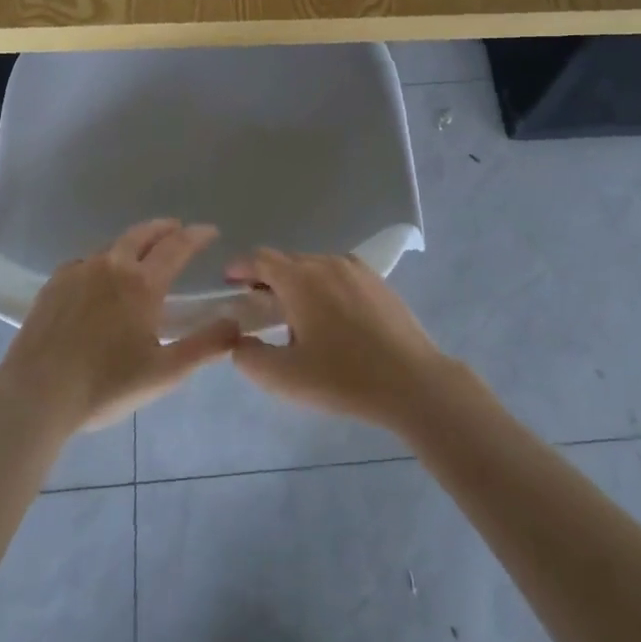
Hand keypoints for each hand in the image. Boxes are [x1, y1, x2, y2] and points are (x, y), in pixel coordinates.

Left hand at [0, 219, 240, 434]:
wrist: (36, 394)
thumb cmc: (105, 385)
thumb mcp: (165, 373)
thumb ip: (206, 347)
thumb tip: (235, 323)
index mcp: (142, 283)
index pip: (177, 247)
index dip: (196, 236)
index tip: (210, 231)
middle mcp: (111, 266)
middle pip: (142, 234)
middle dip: (164, 228)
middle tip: (178, 229)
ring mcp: (78, 271)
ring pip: (113, 246)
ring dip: (134, 242)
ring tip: (142, 252)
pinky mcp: (53, 285)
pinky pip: (86, 262)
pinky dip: (103, 260)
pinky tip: (99, 276)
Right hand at [225, 249, 453, 432]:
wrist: (413, 382)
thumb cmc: (343, 378)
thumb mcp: (285, 378)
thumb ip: (250, 358)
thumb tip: (239, 342)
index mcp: (301, 279)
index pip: (260, 259)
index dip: (240, 267)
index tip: (228, 282)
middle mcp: (327, 263)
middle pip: (287, 261)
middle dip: (267, 278)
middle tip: (258, 306)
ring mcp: (356, 269)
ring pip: (315, 266)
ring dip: (297, 283)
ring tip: (295, 316)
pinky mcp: (378, 282)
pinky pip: (339, 275)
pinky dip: (324, 287)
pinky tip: (331, 319)